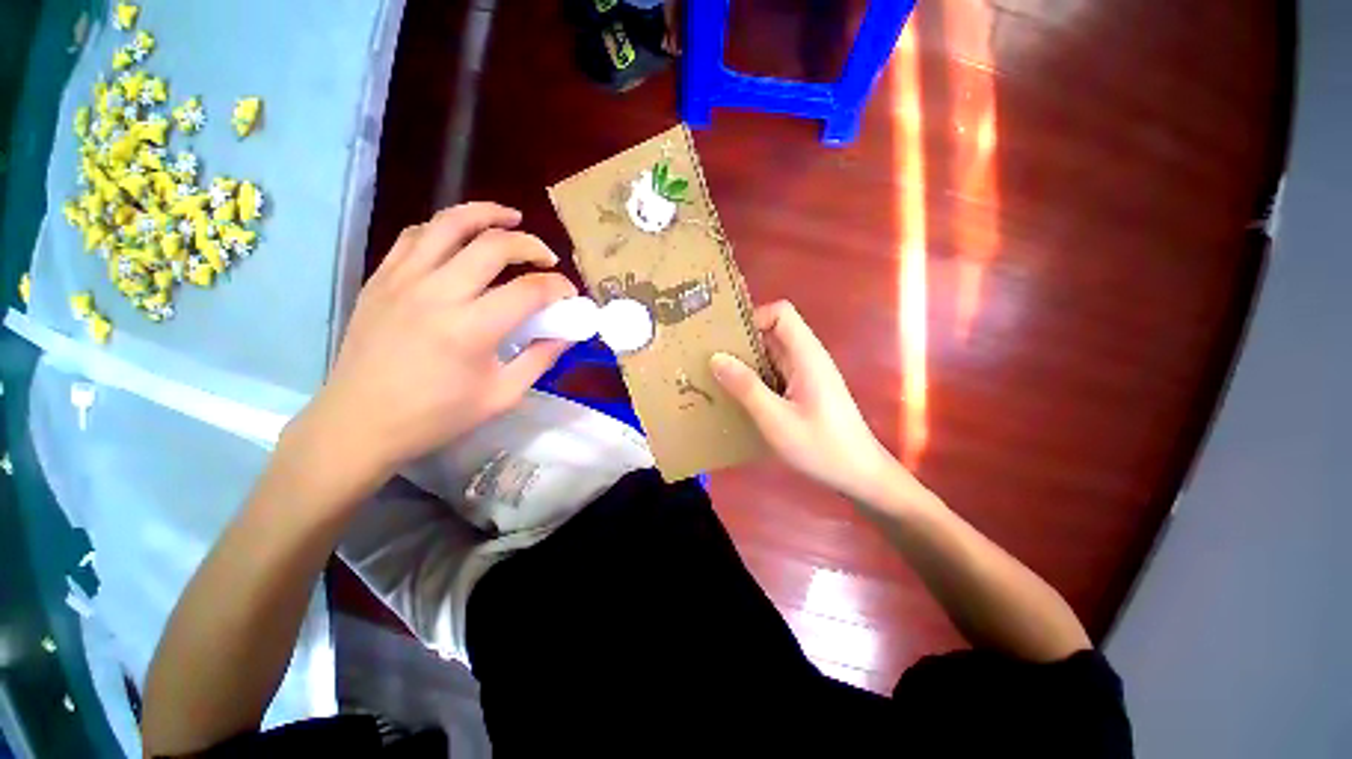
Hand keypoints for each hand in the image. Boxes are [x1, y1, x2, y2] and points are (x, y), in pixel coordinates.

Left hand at [287, 203, 576, 493]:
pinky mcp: (381, 279)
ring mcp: (403, 280)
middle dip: (531, 245)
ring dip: (487, 215)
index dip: (558, 287)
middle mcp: (438, 293)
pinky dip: (446, 229)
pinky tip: (461, 239)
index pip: (529, 290)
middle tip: (547, 258)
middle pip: (494, 245)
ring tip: (511, 218)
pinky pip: (416, 236)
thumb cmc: (436, 416)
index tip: (569, 294)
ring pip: (450, 224)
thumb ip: (540, 360)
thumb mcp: (502, 396)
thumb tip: (567, 334)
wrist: (359, 423)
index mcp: (472, 329)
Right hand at [710, 301, 925, 506]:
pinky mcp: (805, 390)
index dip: (754, 318)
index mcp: (806, 355)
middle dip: (743, 341)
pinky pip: (776, 373)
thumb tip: (716, 358)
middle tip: (710, 359)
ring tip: (717, 377)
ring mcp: (807, 375)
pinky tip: (738, 397)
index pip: (780, 313)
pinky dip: (756, 379)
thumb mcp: (776, 418)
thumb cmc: (820, 446)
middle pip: (773, 332)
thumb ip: (746, 387)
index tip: (727, 340)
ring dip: (746, 362)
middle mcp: (807, 358)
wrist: (859, 475)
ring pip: (772, 354)